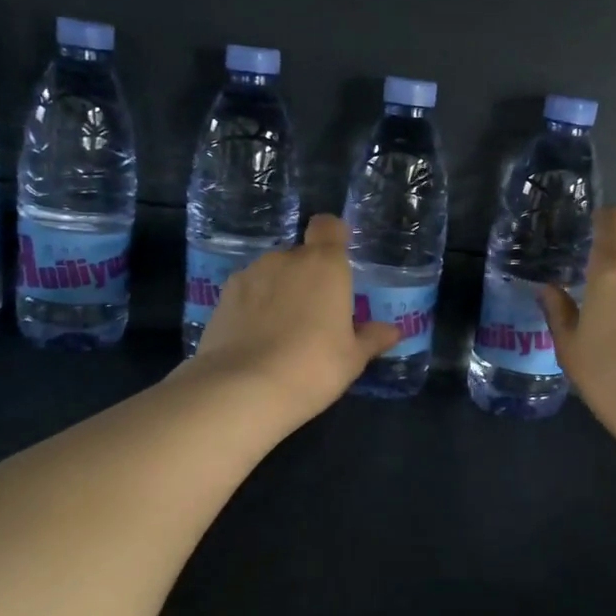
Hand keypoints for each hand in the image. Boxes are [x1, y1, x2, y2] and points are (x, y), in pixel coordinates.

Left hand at [187, 214, 400, 425]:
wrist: (243, 388)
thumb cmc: (313, 367)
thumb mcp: (352, 359)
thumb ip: (372, 338)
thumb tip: (393, 330)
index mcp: (325, 265)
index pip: (328, 227)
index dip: (333, 237)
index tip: (338, 261)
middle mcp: (285, 260)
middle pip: (300, 256)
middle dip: (307, 278)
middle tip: (315, 317)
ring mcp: (249, 276)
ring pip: (271, 275)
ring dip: (279, 293)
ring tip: (282, 333)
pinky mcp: (222, 297)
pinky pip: (247, 294)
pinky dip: (253, 309)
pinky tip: (255, 341)